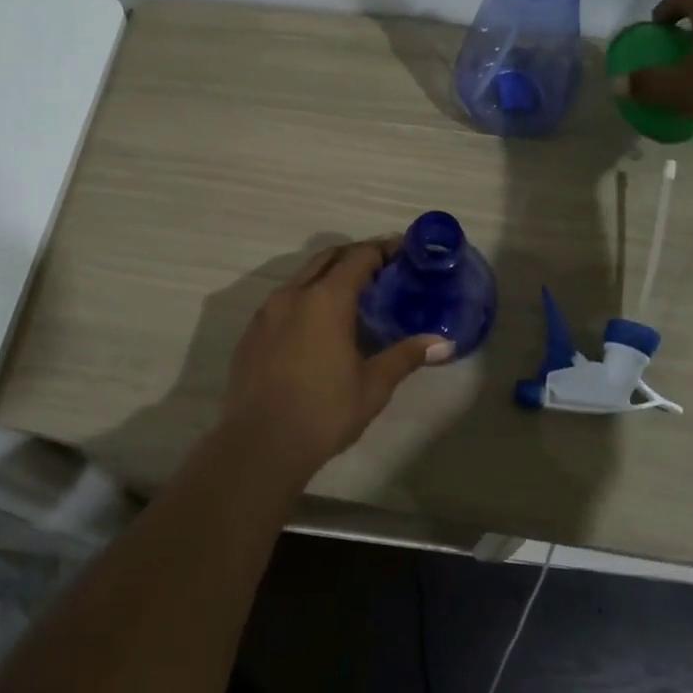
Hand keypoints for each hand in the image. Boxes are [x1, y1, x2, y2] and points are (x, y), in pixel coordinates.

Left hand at [218, 239, 450, 479]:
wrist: (261, 444)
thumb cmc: (324, 411)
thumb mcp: (373, 385)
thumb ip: (405, 356)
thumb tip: (442, 343)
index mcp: (326, 299)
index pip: (358, 257)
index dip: (382, 249)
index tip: (402, 249)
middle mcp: (293, 294)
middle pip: (327, 258)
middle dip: (354, 255)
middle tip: (381, 267)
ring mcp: (266, 312)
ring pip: (301, 277)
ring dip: (327, 276)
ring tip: (351, 295)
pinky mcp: (251, 333)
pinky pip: (282, 301)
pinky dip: (305, 298)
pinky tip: (316, 325)